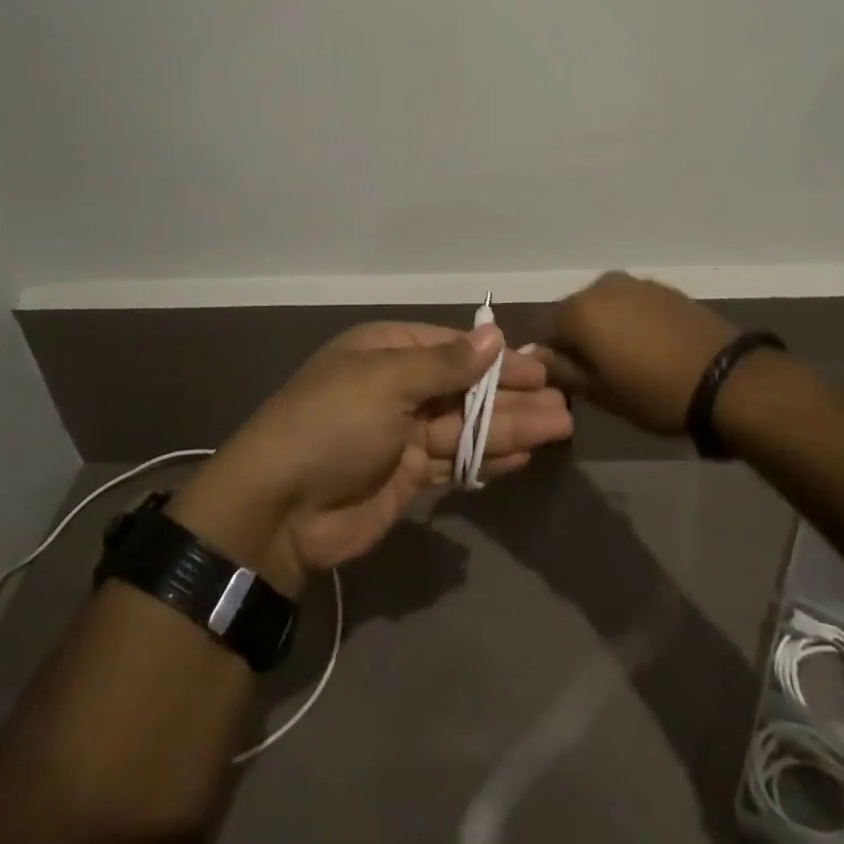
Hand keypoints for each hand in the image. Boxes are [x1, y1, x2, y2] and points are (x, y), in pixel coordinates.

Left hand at [183, 322, 571, 586]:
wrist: (279, 509)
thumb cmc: (333, 424)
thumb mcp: (387, 381)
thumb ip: (445, 364)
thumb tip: (494, 335)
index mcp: (387, 352)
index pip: (453, 349)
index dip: (497, 360)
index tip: (539, 368)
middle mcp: (397, 389)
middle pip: (466, 390)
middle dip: (513, 397)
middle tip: (564, 404)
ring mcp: (403, 435)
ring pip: (467, 427)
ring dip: (511, 428)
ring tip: (560, 429)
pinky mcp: (407, 478)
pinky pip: (456, 463)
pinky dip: (487, 460)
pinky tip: (523, 458)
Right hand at [540, 272, 740, 434]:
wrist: (725, 378)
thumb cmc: (652, 392)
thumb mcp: (600, 393)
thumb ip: (562, 370)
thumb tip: (536, 356)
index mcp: (578, 310)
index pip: (545, 327)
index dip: (551, 353)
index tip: (566, 377)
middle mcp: (601, 287)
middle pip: (575, 311)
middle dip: (578, 336)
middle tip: (595, 370)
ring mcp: (635, 283)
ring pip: (605, 305)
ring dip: (606, 326)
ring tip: (625, 359)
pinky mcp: (664, 288)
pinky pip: (633, 303)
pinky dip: (632, 320)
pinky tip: (650, 346)